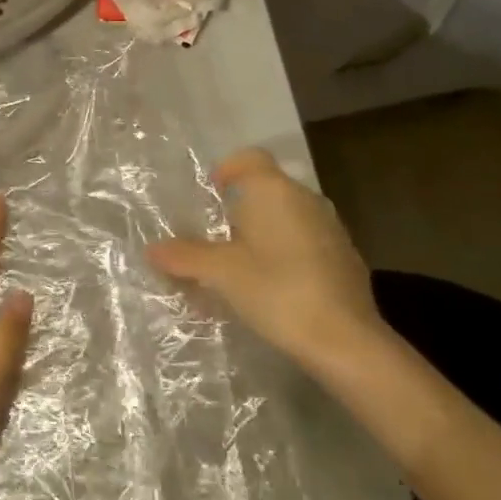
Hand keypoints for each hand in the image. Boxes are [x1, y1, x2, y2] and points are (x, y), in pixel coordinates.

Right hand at [146, 148, 387, 377]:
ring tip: (239, 268)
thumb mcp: (221, 273)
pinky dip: (285, 255)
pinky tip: (272, 289)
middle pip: (267, 190)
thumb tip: (153, 249)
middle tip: (214, 239)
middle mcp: (306, 199)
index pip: (250, 158)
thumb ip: (185, 256)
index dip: (228, 168)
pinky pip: (306, 243)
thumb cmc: (278, 291)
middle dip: (239, 211)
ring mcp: (331, 229)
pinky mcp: (345, 259)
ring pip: (287, 218)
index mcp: (275, 191)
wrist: (347, 341)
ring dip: (262, 235)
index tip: (211, 191)